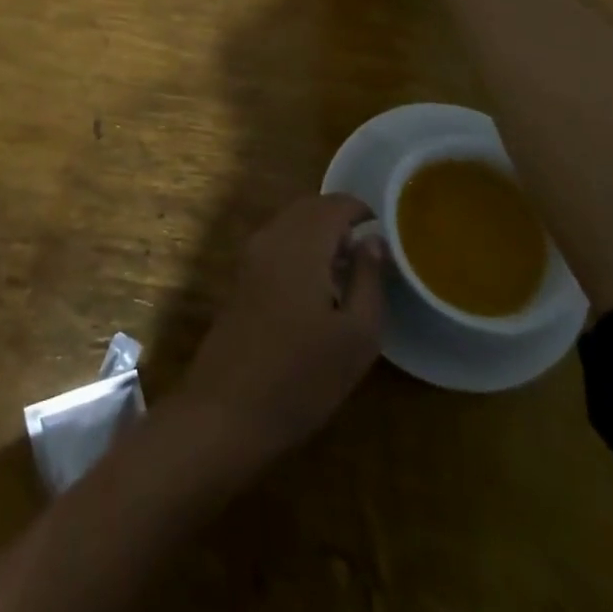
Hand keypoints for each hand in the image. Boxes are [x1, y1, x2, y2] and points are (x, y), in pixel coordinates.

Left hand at [180, 194, 384, 460]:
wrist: (227, 408)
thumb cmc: (302, 376)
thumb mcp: (356, 336)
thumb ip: (369, 280)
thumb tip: (374, 241)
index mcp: (302, 242)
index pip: (335, 203)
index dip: (362, 211)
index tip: (385, 234)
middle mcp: (272, 236)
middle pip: (310, 207)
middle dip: (340, 220)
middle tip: (368, 253)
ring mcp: (251, 254)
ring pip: (291, 223)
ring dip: (319, 234)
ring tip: (347, 272)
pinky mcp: (240, 275)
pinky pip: (276, 242)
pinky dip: (300, 248)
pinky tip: (315, 288)